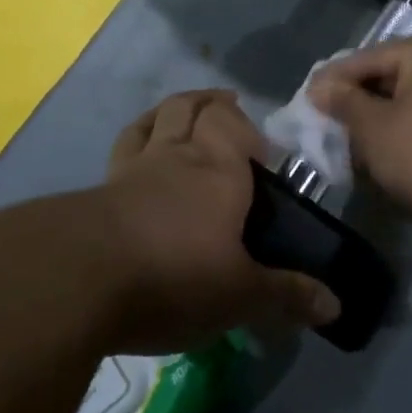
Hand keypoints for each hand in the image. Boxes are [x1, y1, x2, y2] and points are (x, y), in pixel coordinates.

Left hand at [93, 89, 340, 352]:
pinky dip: (136, 140)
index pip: (232, 123)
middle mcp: (177, 156)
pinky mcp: (96, 191)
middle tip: (226, 117)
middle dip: (211, 105)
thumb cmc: (174, 276)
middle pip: (191, 108)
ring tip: (184, 117)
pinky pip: (121, 149)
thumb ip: (287, 296)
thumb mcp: (240, 295)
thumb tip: (336, 307)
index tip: (260, 156)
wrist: (75, 281)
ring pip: (154, 120)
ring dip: (172, 111)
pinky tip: (136, 154)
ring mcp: (132, 169)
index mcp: (219, 169)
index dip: (246, 129)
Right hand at [309, 36, 411, 230]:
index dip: (336, 78)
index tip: (308, 97)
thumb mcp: (374, 129)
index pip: (372, 56)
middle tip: (331, 117)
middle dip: (363, 95)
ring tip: (357, 134)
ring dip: (387, 111)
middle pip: (397, 71)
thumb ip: (345, 102)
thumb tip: (321, 87)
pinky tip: (393, 143)